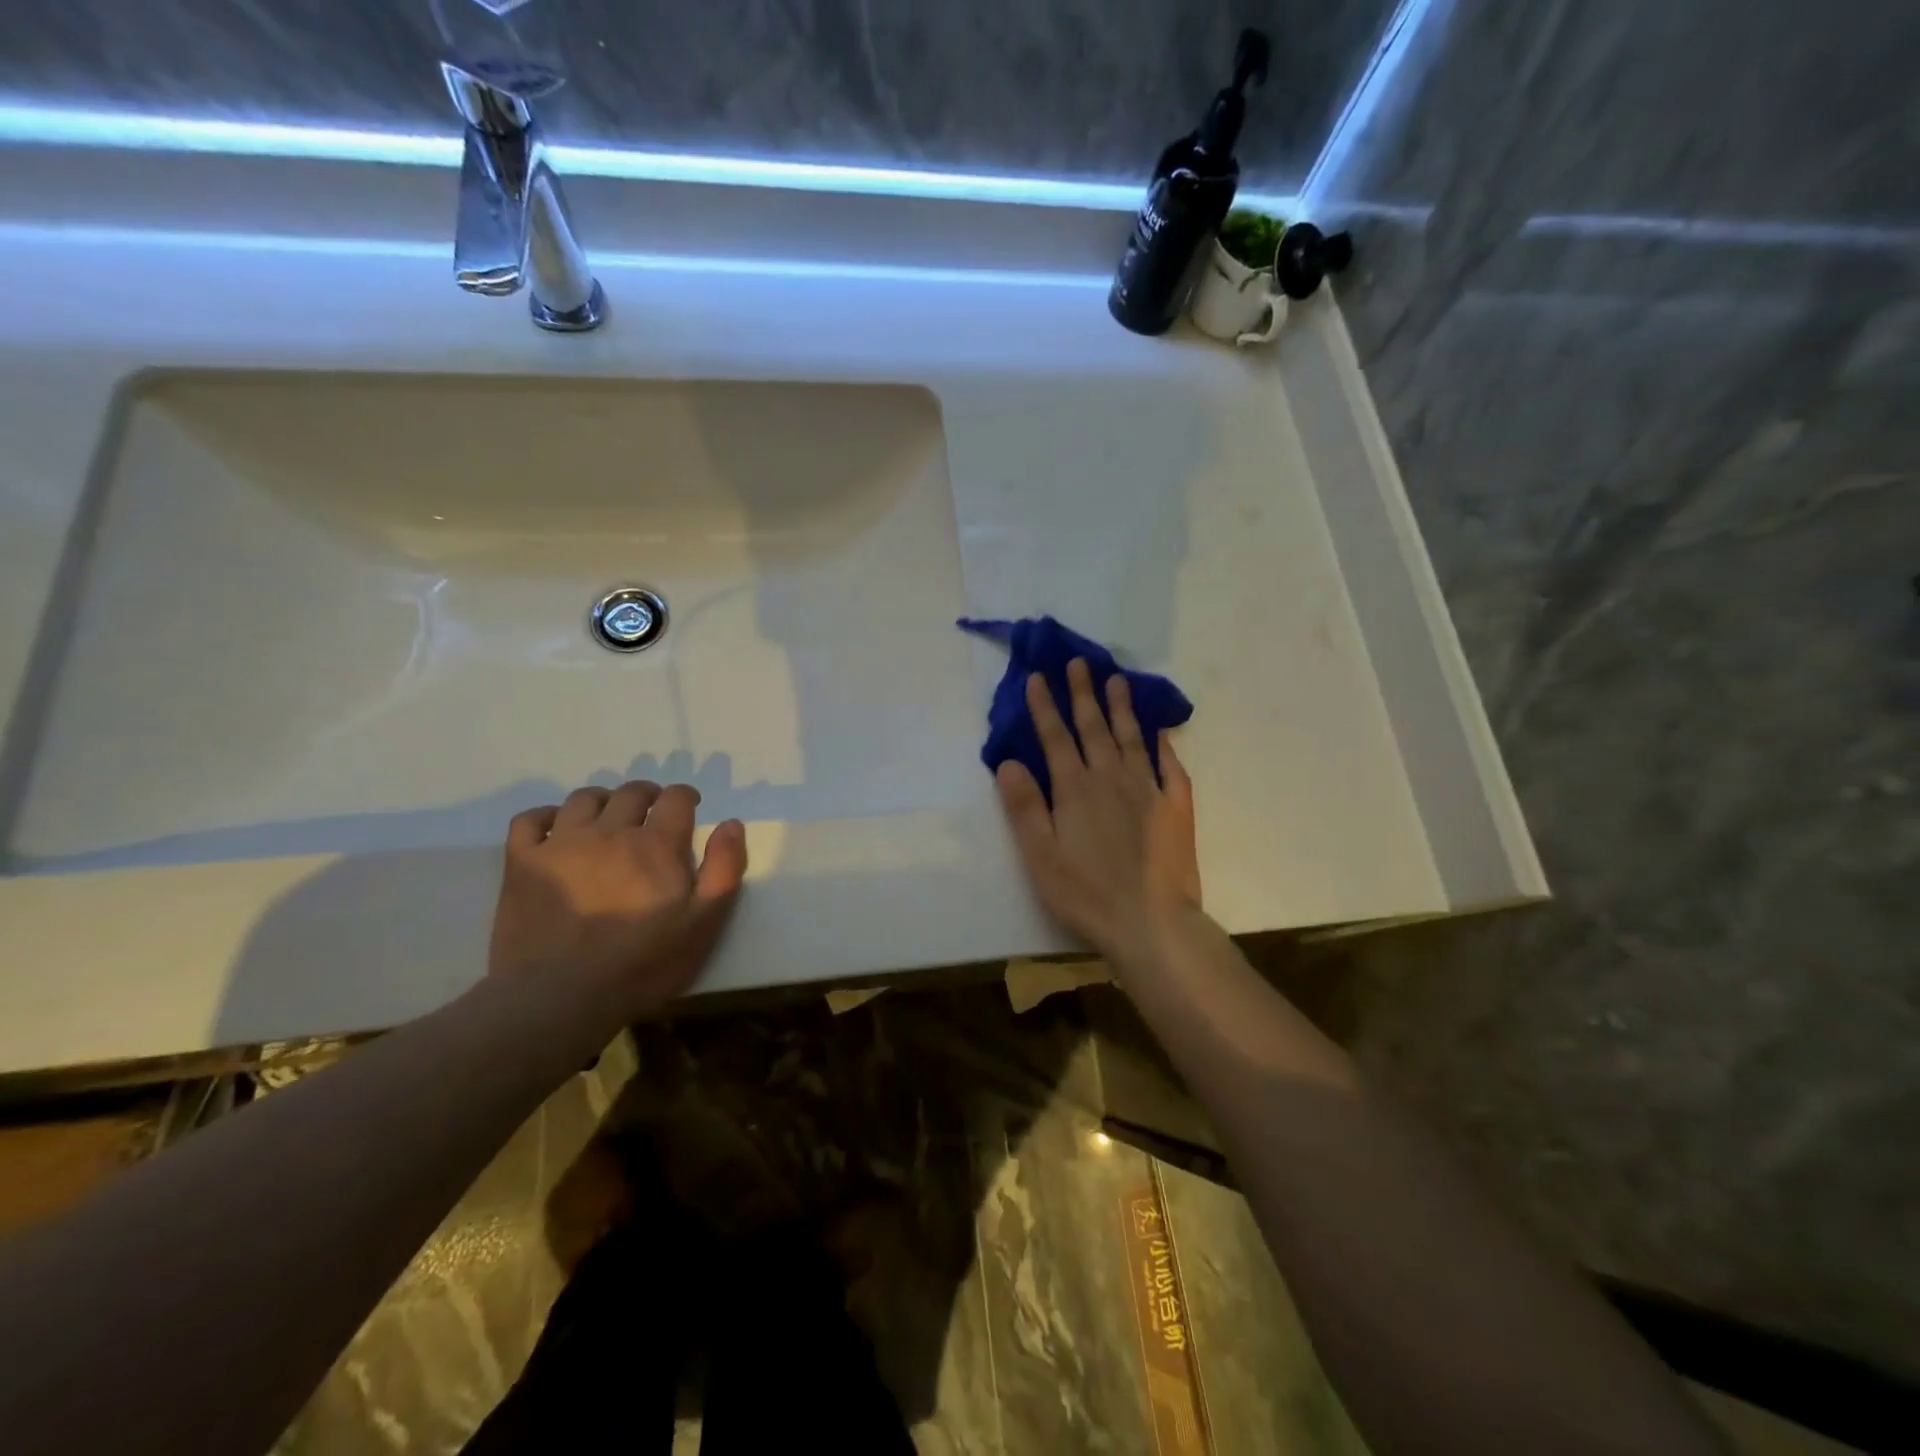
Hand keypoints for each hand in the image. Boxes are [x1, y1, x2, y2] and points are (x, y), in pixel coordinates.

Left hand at [488, 781, 747, 1023]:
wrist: (559, 998)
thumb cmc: (641, 965)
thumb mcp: (703, 924)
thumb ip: (724, 870)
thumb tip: (731, 824)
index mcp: (657, 844)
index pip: (676, 798)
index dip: (686, 797)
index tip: (690, 807)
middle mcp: (610, 831)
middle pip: (631, 792)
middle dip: (648, 795)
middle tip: (652, 813)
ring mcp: (562, 844)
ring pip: (584, 799)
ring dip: (603, 800)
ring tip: (608, 818)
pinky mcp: (523, 863)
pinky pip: (530, 819)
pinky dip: (545, 815)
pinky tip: (555, 828)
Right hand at [995, 658, 1201, 965]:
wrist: (1152, 923)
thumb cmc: (1086, 894)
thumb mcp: (1040, 856)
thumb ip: (1024, 807)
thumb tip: (1008, 762)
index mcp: (1075, 790)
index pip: (1055, 738)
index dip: (1044, 707)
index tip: (1038, 677)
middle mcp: (1111, 779)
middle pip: (1094, 728)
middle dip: (1083, 694)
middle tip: (1080, 662)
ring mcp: (1148, 791)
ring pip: (1131, 739)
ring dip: (1122, 708)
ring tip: (1118, 681)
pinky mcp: (1175, 808)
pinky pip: (1170, 767)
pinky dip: (1164, 746)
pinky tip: (1161, 733)